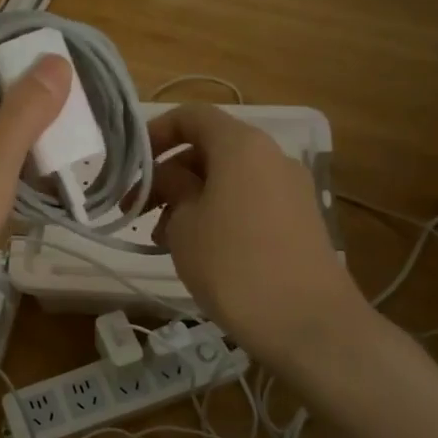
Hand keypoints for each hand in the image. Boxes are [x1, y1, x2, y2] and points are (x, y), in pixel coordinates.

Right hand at [149, 105, 371, 368]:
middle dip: (170, 173)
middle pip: (210, 148)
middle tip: (137, 209)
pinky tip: (198, 248)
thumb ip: (171, 188)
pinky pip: (249, 200)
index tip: (131, 165)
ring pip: (228, 178)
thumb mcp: (185, 224)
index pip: (192, 116)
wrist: (305, 321)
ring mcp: (290, 188)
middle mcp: (271, 156)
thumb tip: (168, 175)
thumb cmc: (232, 265)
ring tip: (162, 237)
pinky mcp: (299, 218)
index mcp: (241, 145)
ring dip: (191, 197)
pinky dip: (218, 211)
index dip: (156, 133)